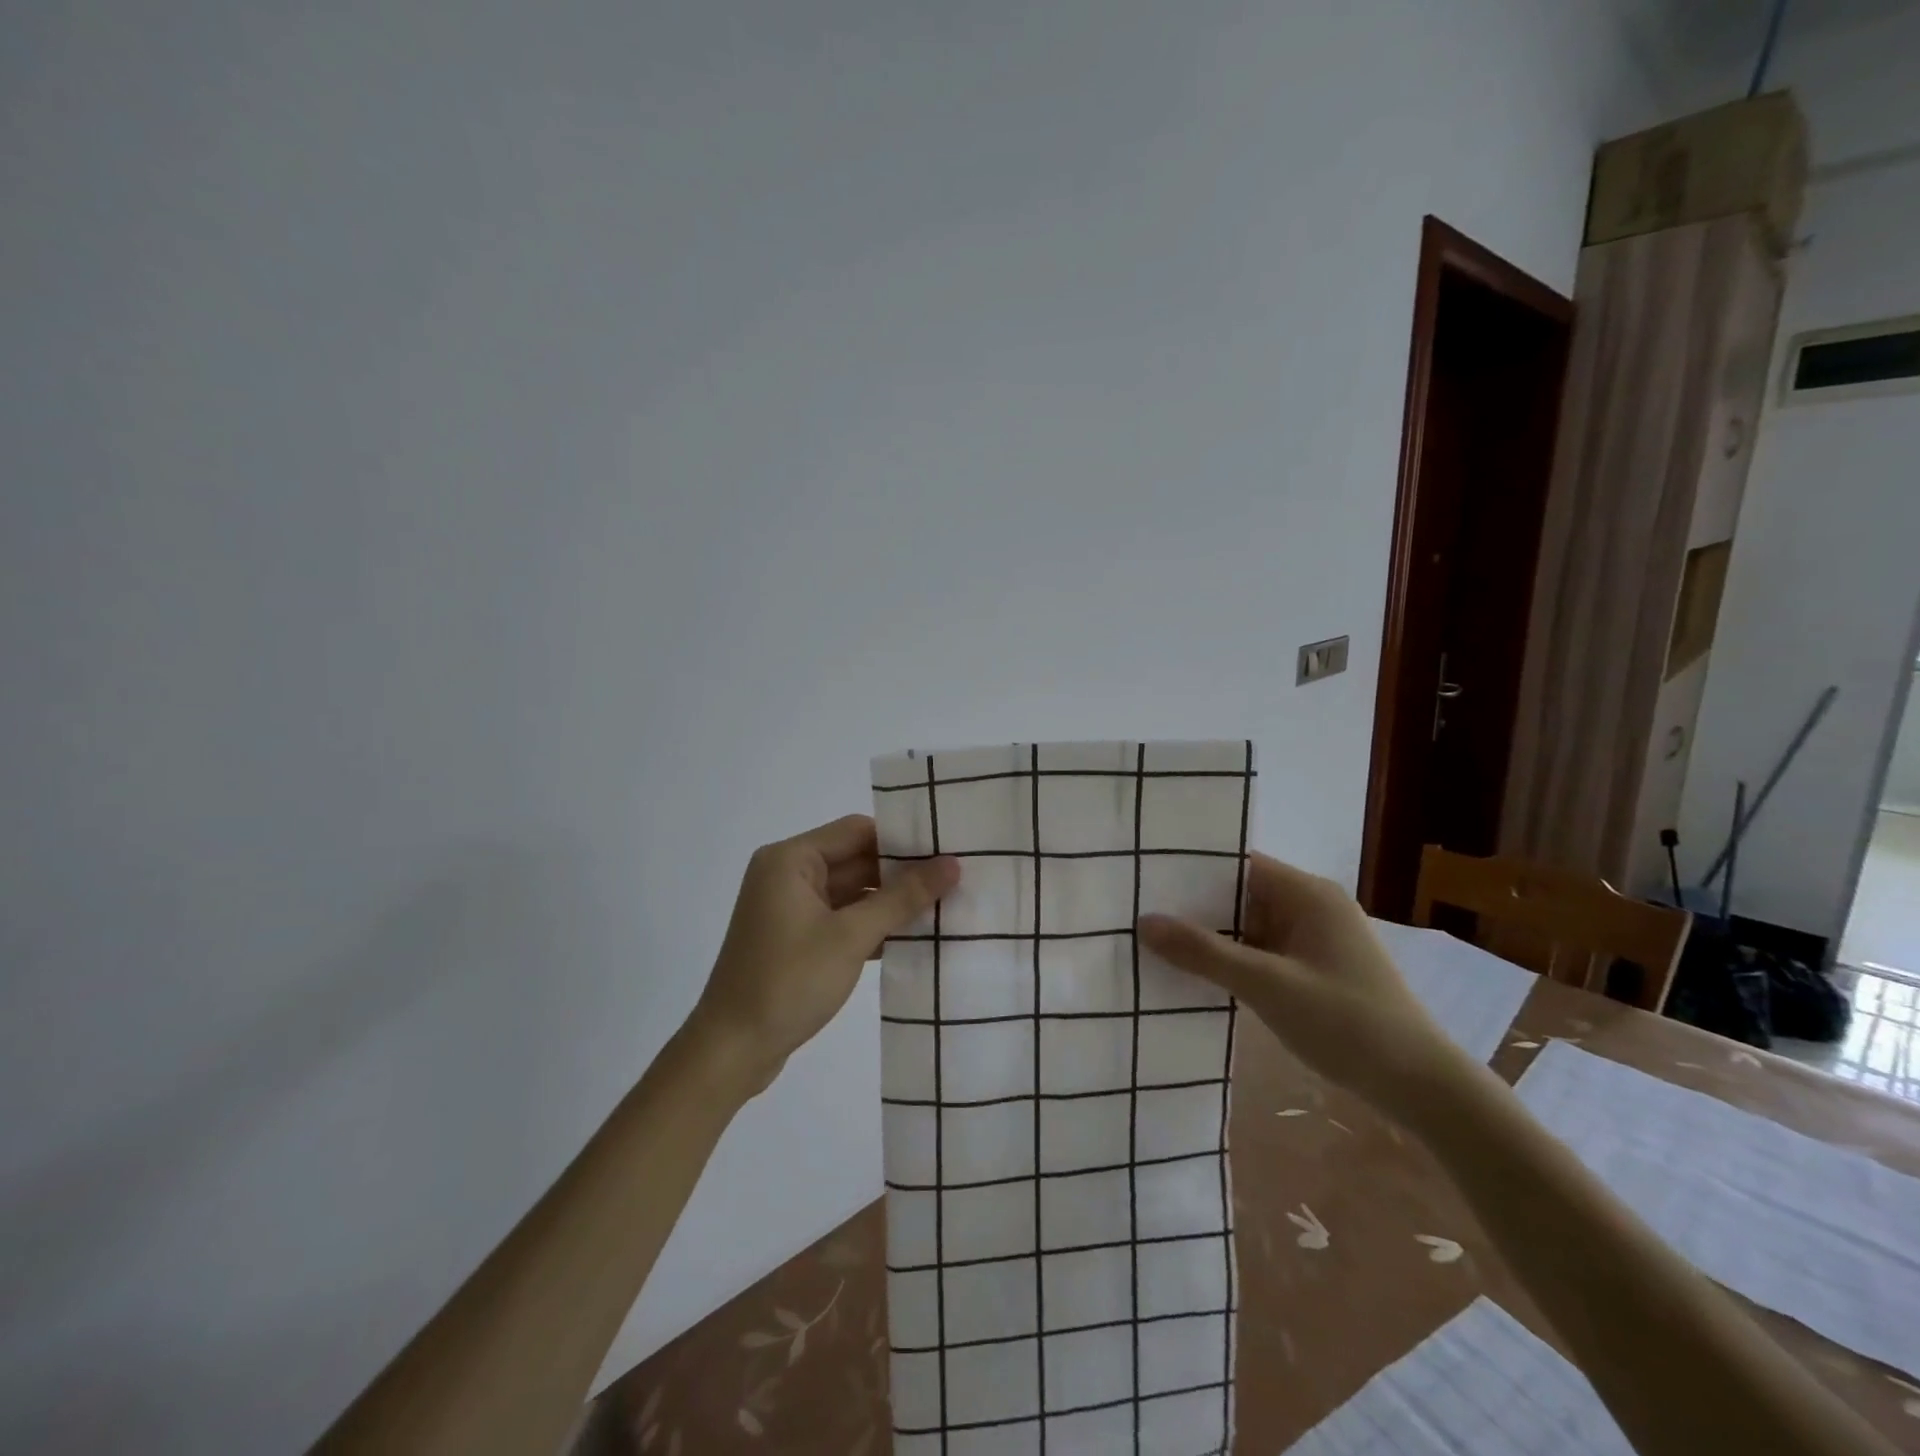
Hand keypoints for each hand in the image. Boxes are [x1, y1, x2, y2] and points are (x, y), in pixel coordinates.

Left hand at [687, 814, 959, 1095]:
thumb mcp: (851, 936)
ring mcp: (791, 908)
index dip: (902, 840)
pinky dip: (872, 925)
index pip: (857, 831)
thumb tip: (952, 864)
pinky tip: (911, 937)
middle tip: (955, 881)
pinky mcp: (796, 938)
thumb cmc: (788, 982)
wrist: (731, 1052)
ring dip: (890, 902)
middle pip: (855, 859)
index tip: (946, 851)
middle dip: (901, 873)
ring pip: (852, 892)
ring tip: (944, 907)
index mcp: (791, 859)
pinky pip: (842, 918)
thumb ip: (902, 897)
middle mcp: (787, 874)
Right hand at [1138, 854, 1469, 1118]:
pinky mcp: (1316, 970)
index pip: (1239, 863)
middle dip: (1194, 905)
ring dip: (1212, 936)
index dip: (1192, 868)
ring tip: (1155, 940)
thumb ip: (1203, 952)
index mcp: (1308, 894)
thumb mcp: (1267, 985)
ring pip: (1250, 926)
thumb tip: (1143, 921)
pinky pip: (1263, 952)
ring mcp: (1316, 940)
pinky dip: (1233, 959)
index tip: (1146, 877)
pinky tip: (1196, 973)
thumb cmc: (1347, 1023)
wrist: (1423, 1087)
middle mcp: (1312, 907)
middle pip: (1241, 894)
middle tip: (1138, 910)